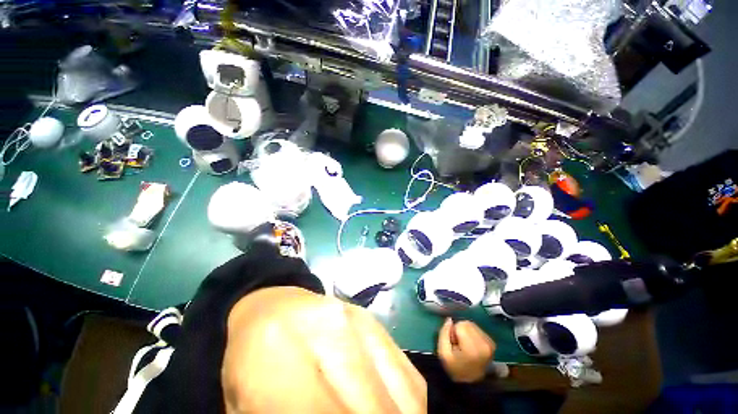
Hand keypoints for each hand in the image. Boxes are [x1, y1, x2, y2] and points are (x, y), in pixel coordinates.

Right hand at [437, 318, 495, 382]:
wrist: (470, 383)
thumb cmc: (454, 368)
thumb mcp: (443, 352)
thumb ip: (444, 333)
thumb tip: (449, 319)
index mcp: (473, 348)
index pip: (460, 325)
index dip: (453, 332)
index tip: (454, 344)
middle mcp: (485, 344)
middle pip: (467, 324)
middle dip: (460, 330)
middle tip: (458, 344)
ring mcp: (490, 344)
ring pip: (472, 325)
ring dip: (466, 332)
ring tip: (464, 345)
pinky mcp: (492, 344)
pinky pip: (478, 329)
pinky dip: (472, 334)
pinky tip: (470, 345)